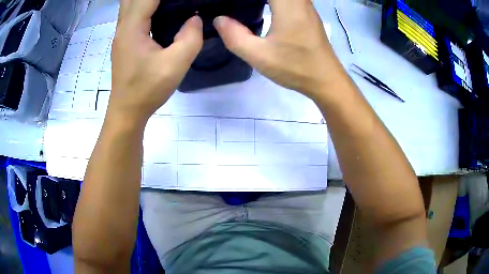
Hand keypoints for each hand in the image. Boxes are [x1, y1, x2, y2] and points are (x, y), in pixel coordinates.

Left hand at [109, 0, 202, 122]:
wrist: (127, 111)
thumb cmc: (147, 89)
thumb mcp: (175, 65)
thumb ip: (190, 37)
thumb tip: (195, 19)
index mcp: (132, 27)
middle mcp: (123, 26)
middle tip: (175, 1)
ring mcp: (121, 34)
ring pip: (130, 4)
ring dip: (146, 0)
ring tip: (168, 3)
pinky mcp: (124, 41)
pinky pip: (132, 14)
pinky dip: (144, 7)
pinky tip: (159, 11)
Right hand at [214, 0, 343, 99]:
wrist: (326, 79)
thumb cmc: (295, 67)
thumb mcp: (259, 55)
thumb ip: (234, 36)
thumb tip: (219, 20)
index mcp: (287, 5)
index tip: (236, 3)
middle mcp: (299, 0)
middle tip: (239, 5)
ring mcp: (306, 5)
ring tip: (248, 5)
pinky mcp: (308, 12)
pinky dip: (275, 0)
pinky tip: (264, 6)